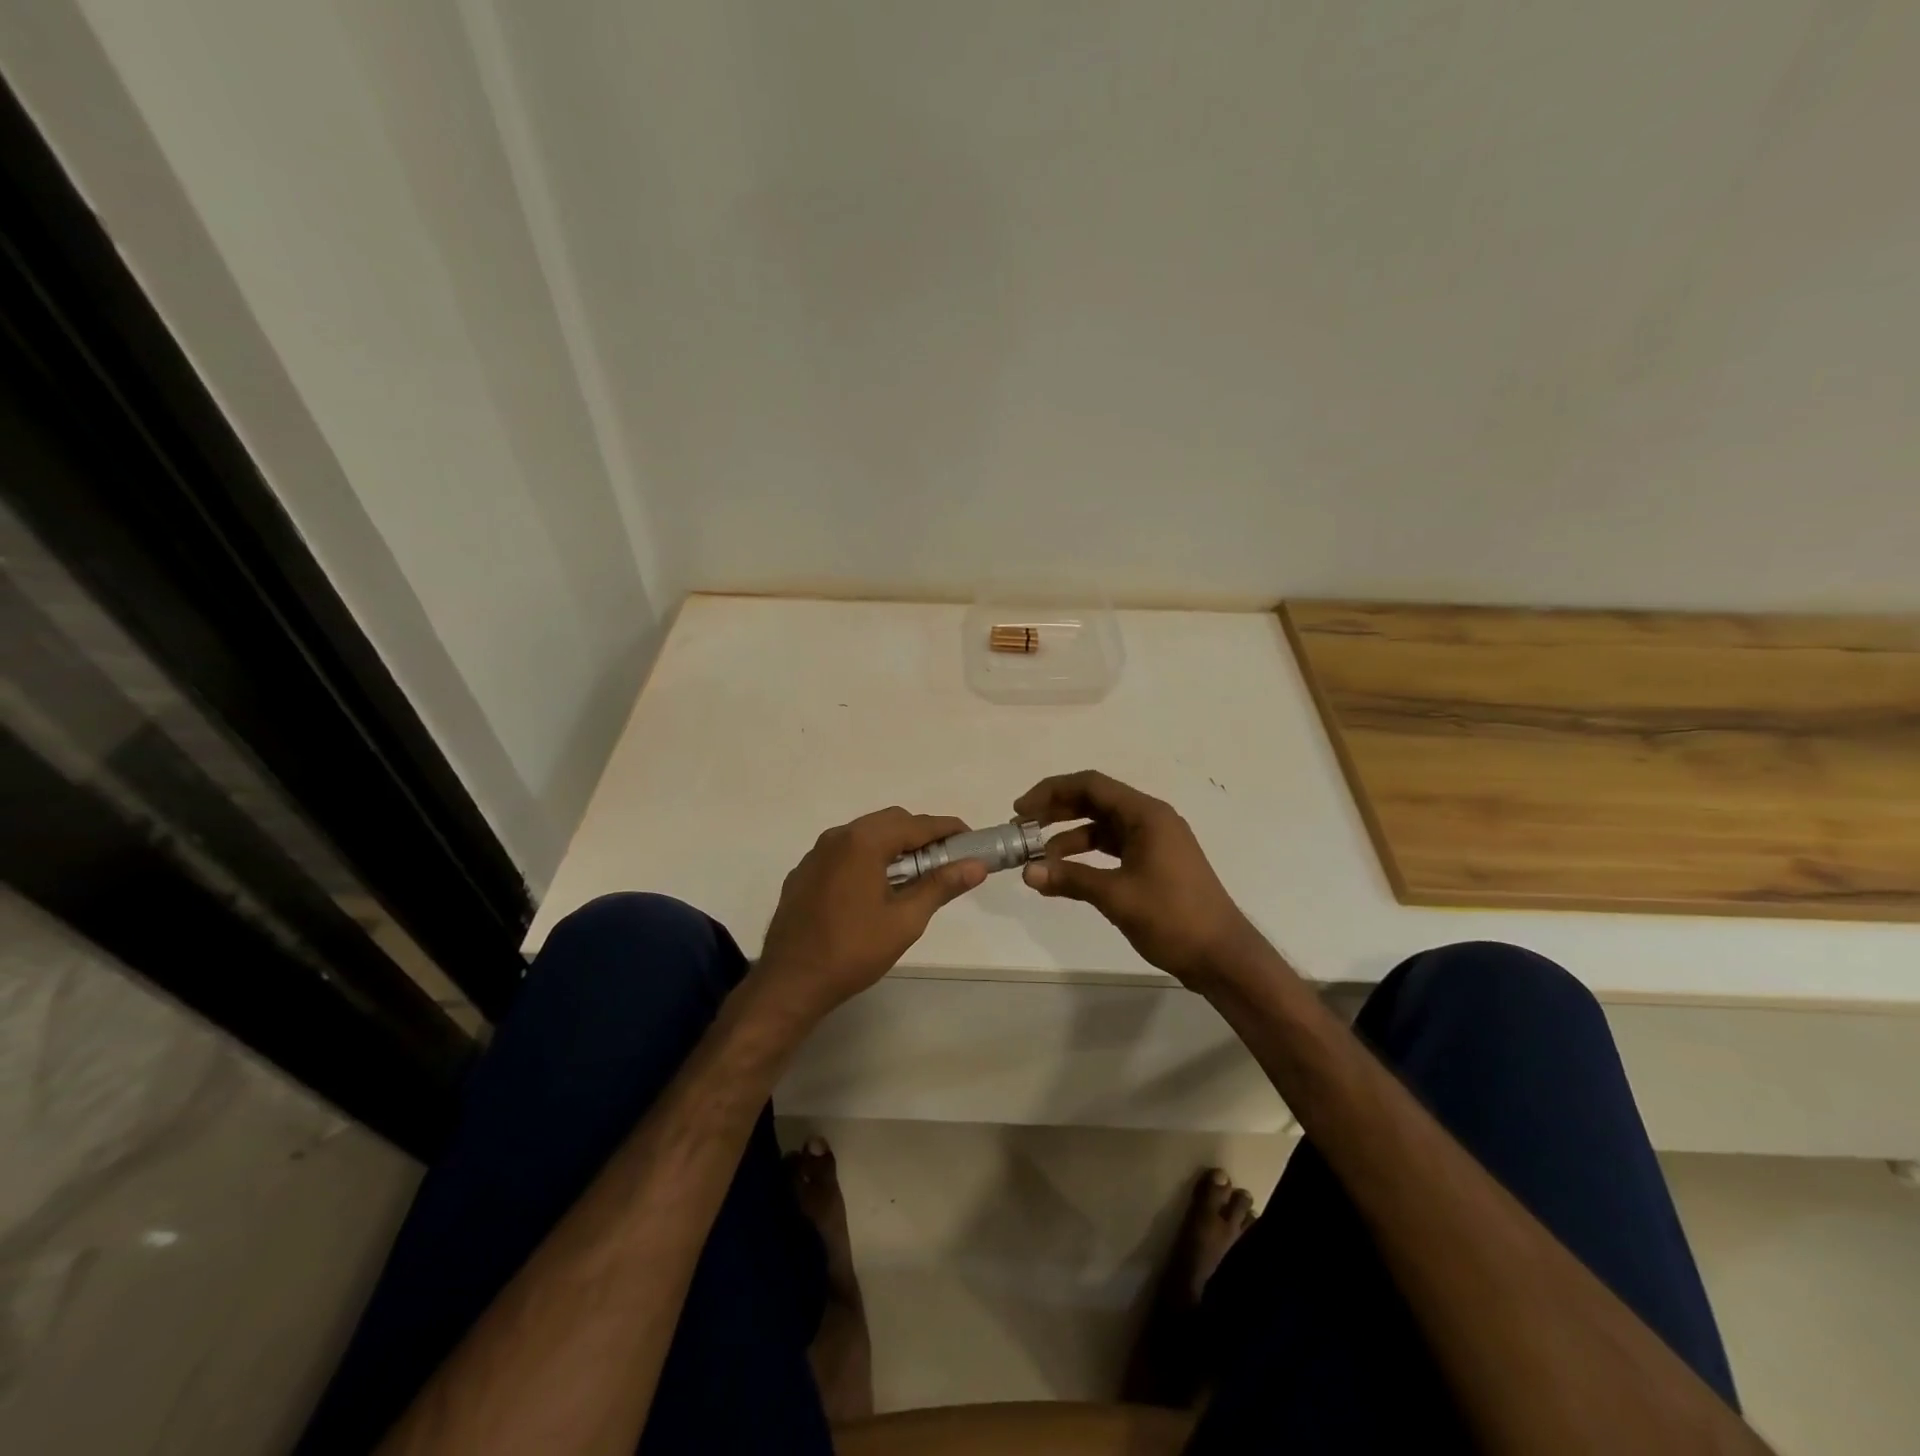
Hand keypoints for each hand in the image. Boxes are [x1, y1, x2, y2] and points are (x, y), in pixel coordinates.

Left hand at [756, 807, 986, 1023]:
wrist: (791, 982)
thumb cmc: (853, 950)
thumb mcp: (905, 920)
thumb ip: (941, 886)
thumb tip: (976, 866)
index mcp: (864, 842)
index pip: (917, 824)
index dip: (947, 829)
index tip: (971, 839)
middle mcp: (838, 837)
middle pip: (890, 821)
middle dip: (921, 835)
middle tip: (944, 861)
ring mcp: (816, 854)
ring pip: (865, 834)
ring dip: (893, 845)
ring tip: (913, 876)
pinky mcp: (804, 873)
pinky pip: (844, 852)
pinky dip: (867, 857)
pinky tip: (874, 888)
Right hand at [1014, 770, 1255, 985]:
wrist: (1222, 956)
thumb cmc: (1173, 918)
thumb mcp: (1116, 896)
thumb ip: (1070, 878)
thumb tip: (1028, 871)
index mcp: (1146, 815)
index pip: (1091, 785)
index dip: (1051, 792)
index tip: (1020, 810)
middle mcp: (1151, 820)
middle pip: (1095, 801)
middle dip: (1056, 811)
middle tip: (1022, 828)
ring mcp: (1155, 842)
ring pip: (1102, 826)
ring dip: (1069, 836)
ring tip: (1038, 856)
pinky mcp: (1155, 863)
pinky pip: (1113, 848)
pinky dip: (1087, 856)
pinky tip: (1065, 873)